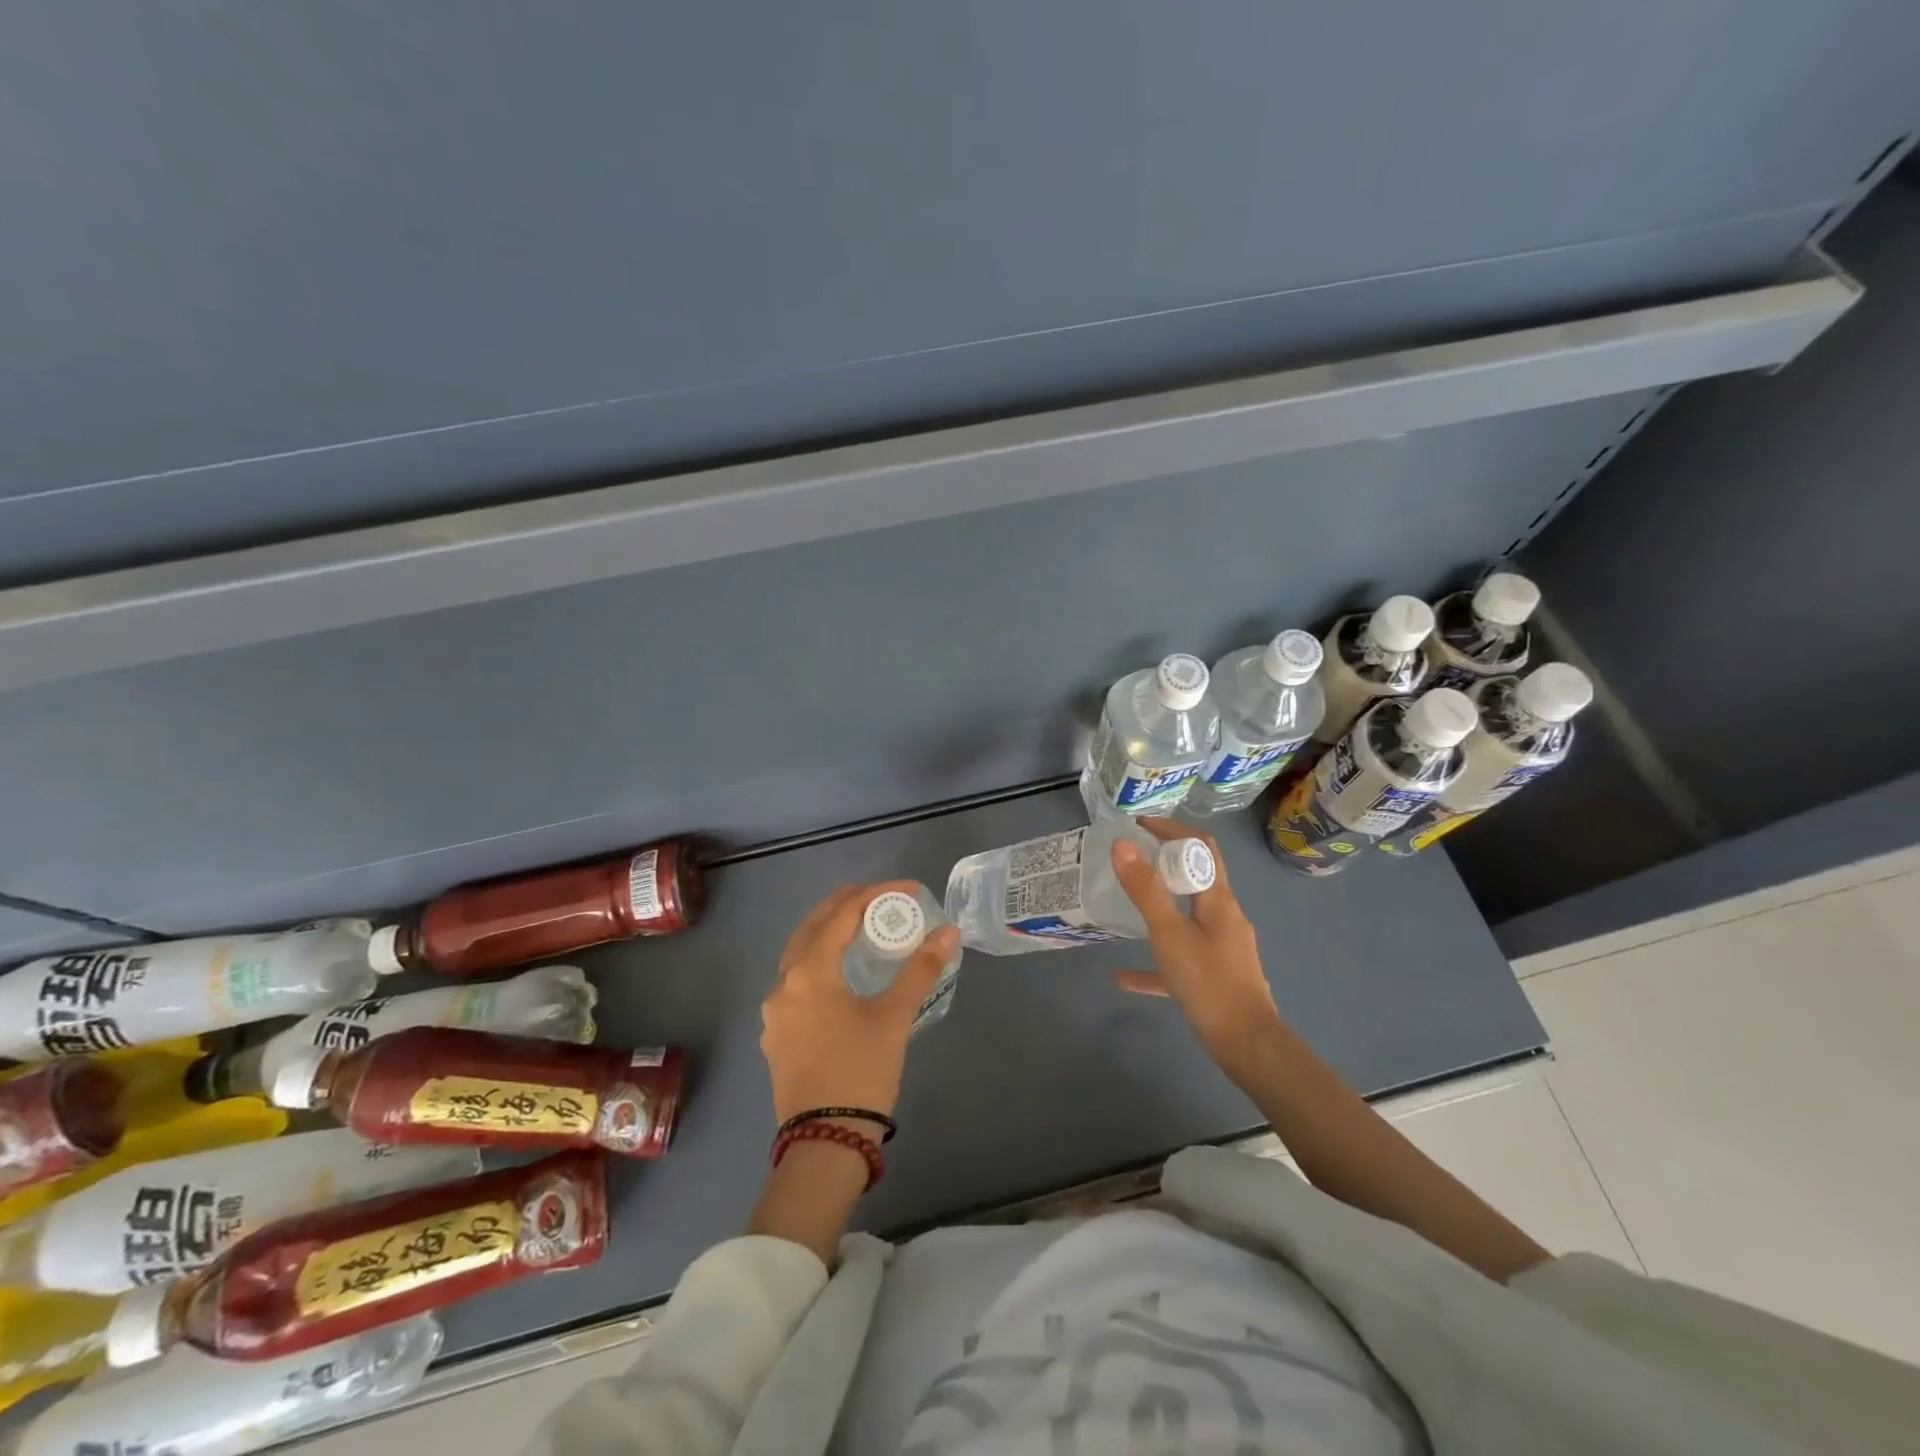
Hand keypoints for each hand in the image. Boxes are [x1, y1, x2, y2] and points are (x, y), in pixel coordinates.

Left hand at [761, 883, 959, 1127]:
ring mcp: (774, 1011)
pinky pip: (795, 981)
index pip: (843, 915)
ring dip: (828, 932)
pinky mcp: (776, 1034)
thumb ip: (920, 970)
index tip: (910, 890)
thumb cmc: (861, 1071)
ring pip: (799, 953)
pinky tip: (837, 974)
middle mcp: (783, 983)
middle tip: (879, 896)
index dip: (877, 895)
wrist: (824, 1142)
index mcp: (809, 972)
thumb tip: (948, 932)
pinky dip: (818, 962)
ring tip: (860, 926)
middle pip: (813, 926)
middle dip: (845, 904)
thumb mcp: (895, 1017)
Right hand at [1110, 819, 1284, 1081]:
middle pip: (1196, 877)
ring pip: (1188, 916)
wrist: (1247, 1045)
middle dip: (1165, 863)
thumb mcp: (1169, 934)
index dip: (1172, 830)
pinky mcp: (1216, 975)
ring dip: (1161, 905)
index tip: (1139, 825)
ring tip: (1128, 904)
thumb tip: (1122, 844)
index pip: (1201, 848)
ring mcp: (1223, 947)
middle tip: (1131, 859)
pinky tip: (1124, 978)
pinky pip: (1182, 958)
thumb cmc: (1209, 983)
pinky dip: (1156, 960)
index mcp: (1218, 900)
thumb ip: (1145, 890)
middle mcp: (1225, 916)